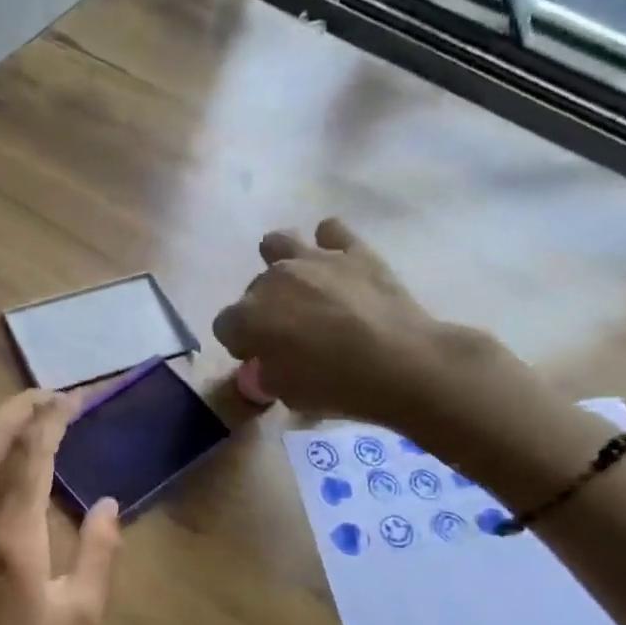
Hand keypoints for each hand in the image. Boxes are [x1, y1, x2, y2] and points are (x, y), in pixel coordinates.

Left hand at [0, 389, 121, 624]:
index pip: (30, 452)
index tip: (75, 399)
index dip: (53, 417)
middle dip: (22, 404)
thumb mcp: (79, 613)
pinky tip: (1, 446)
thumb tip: (106, 503)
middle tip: (56, 398)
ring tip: (30, 413)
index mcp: (13, 534)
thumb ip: (99, 552)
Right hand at [213, 218, 599, 493]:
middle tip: (291, 333)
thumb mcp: (285, 394)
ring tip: (301, 285)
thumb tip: (267, 363)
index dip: (241, 344)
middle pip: (253, 289)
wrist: (400, 364)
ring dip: (283, 262)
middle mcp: (273, 280)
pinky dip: (330, 245)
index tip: (260, 359)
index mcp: (248, 317)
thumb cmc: (334, 387)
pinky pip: (330, 230)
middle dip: (264, 309)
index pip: (225, 326)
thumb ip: (266, 373)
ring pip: (279, 243)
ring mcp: (314, 259)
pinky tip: (339, 265)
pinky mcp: (353, 250)